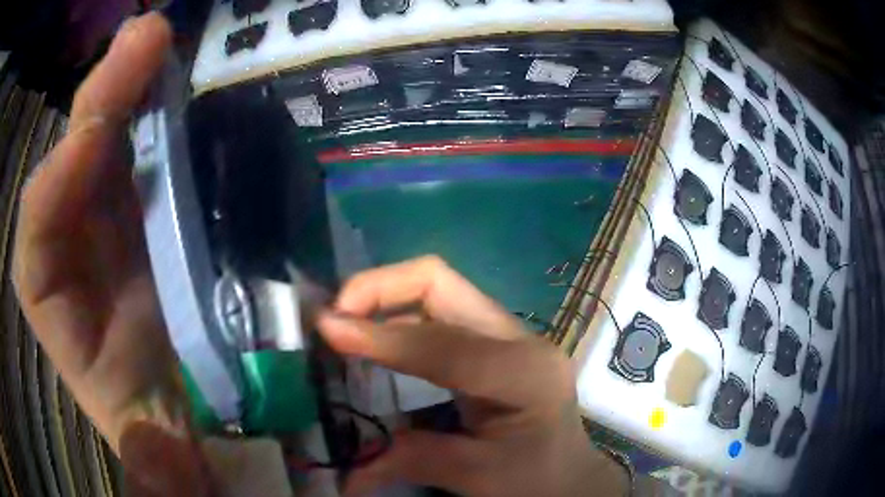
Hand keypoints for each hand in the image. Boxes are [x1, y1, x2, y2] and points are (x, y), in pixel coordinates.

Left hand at [13, 12, 208, 495]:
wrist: (182, 397)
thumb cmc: (161, 422)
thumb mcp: (156, 453)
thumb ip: (153, 464)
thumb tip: (169, 470)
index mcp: (61, 315)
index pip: (36, 245)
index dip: (55, 190)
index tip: (97, 140)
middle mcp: (72, 248)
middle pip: (70, 162)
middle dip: (97, 100)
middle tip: (144, 40)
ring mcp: (105, 215)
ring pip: (103, 137)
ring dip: (126, 85)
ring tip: (158, 38)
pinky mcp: (137, 200)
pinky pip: (136, 142)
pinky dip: (149, 104)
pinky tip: (170, 73)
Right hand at [319, 256, 627, 495]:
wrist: (570, 475)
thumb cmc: (536, 480)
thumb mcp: (477, 477)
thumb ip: (411, 462)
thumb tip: (346, 473)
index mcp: (526, 374)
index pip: (443, 343)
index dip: (380, 336)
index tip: (327, 329)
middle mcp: (519, 339)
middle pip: (440, 283)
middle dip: (378, 289)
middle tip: (334, 314)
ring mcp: (508, 334)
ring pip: (436, 290)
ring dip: (383, 298)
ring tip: (344, 322)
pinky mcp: (492, 341)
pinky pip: (437, 312)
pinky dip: (396, 317)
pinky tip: (373, 338)